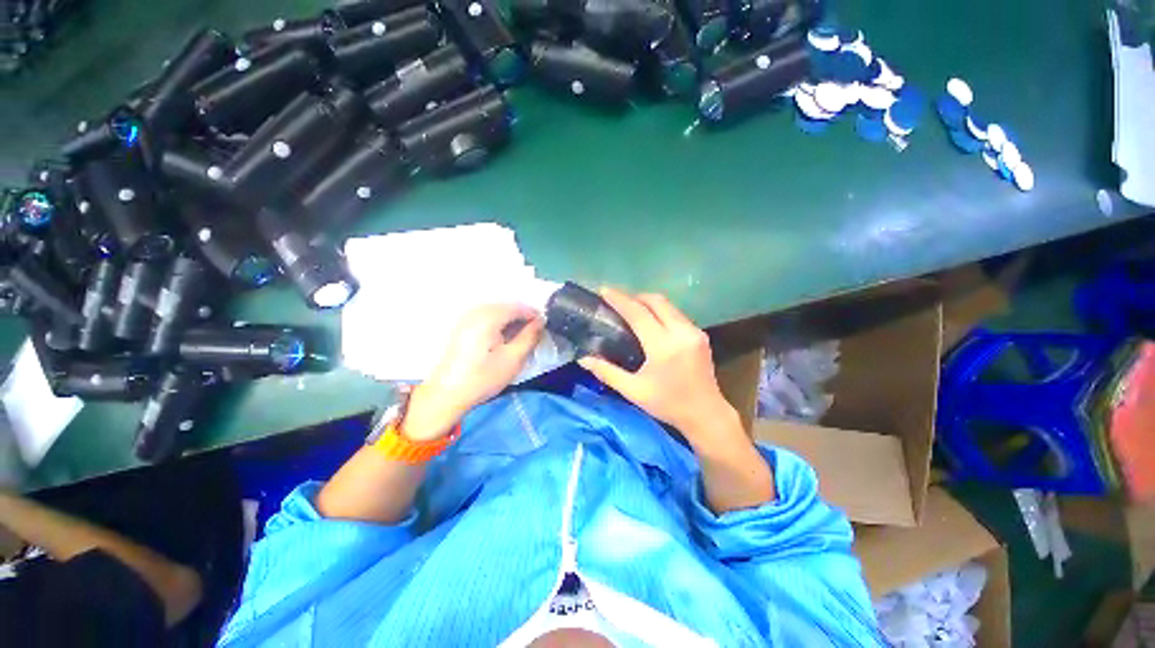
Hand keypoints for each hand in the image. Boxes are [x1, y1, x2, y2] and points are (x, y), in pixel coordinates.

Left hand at [402, 304, 543, 440]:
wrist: (447, 394)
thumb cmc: (482, 378)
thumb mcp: (513, 359)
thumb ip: (530, 337)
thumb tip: (540, 321)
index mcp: (488, 317)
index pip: (519, 307)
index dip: (534, 315)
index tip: (544, 329)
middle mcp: (476, 311)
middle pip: (507, 307)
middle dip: (523, 319)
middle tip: (533, 336)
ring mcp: (467, 318)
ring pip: (498, 312)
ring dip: (511, 322)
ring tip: (519, 340)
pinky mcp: (463, 326)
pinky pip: (487, 318)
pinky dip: (499, 325)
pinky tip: (502, 341)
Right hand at [577, 289, 740, 447]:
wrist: (706, 414)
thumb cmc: (668, 404)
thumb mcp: (634, 391)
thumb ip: (607, 372)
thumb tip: (583, 358)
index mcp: (663, 346)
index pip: (638, 313)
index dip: (619, 300)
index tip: (604, 291)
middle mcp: (681, 332)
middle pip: (656, 301)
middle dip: (634, 296)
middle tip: (616, 300)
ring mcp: (694, 332)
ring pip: (668, 305)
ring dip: (648, 302)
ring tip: (630, 308)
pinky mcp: (700, 335)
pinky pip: (676, 314)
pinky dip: (660, 311)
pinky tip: (650, 320)